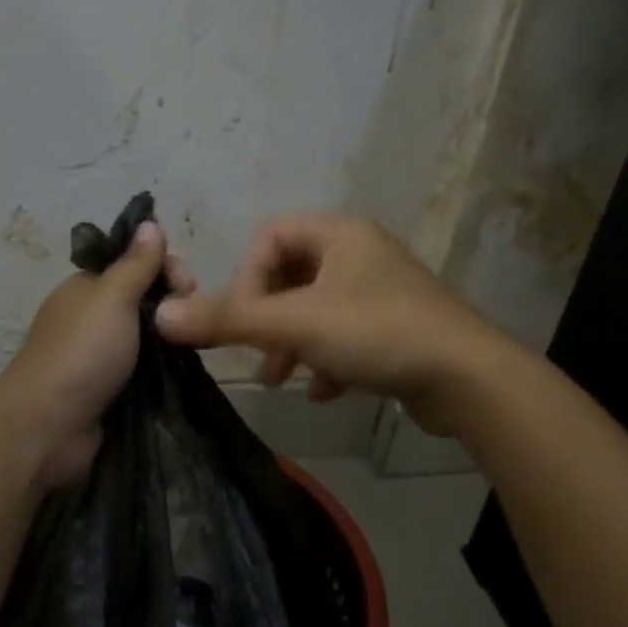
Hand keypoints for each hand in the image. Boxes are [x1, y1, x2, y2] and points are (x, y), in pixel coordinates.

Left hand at [0, 221, 196, 486]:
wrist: (48, 427)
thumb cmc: (81, 353)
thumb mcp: (111, 298)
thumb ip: (135, 263)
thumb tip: (149, 222)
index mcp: (85, 288)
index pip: (133, 263)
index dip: (164, 266)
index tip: (187, 285)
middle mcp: (91, 318)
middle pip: (143, 298)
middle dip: (172, 301)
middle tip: (190, 317)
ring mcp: (99, 356)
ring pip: (146, 336)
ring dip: (170, 336)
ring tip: (193, 345)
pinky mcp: (109, 390)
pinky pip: (144, 369)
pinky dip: (163, 367)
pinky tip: (183, 368)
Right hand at [154, 213, 488, 434]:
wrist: (467, 379)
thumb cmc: (377, 333)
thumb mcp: (294, 325)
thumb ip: (227, 320)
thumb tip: (160, 315)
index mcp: (339, 234)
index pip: (270, 237)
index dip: (248, 278)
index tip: (247, 319)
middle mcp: (361, 253)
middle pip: (290, 276)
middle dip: (268, 319)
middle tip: (261, 354)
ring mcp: (381, 291)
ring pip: (315, 310)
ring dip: (293, 344)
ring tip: (285, 379)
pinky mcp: (396, 328)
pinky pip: (344, 335)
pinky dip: (326, 360)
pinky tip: (325, 392)